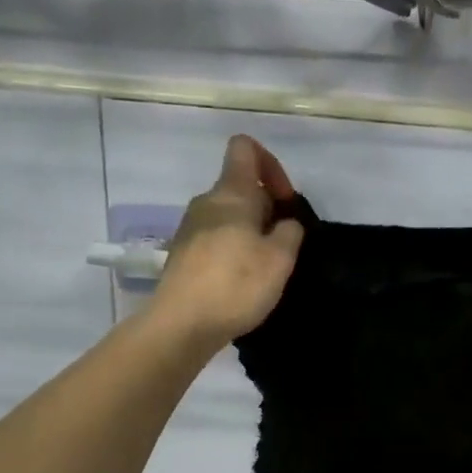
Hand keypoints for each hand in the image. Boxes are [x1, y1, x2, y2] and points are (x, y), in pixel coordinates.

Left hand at [151, 136, 304, 348]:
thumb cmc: (235, 285)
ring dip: (251, 232)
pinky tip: (242, 280)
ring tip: (265, 266)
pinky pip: (216, 238)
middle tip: (283, 244)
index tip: (285, 201)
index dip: (271, 165)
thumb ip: (290, 231)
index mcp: (231, 193)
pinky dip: (234, 249)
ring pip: (229, 215)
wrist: (181, 324)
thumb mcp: (280, 258)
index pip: (245, 148)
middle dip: (267, 208)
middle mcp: (206, 202)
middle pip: (240, 186)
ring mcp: (190, 228)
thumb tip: (285, 223)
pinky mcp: (183, 254)